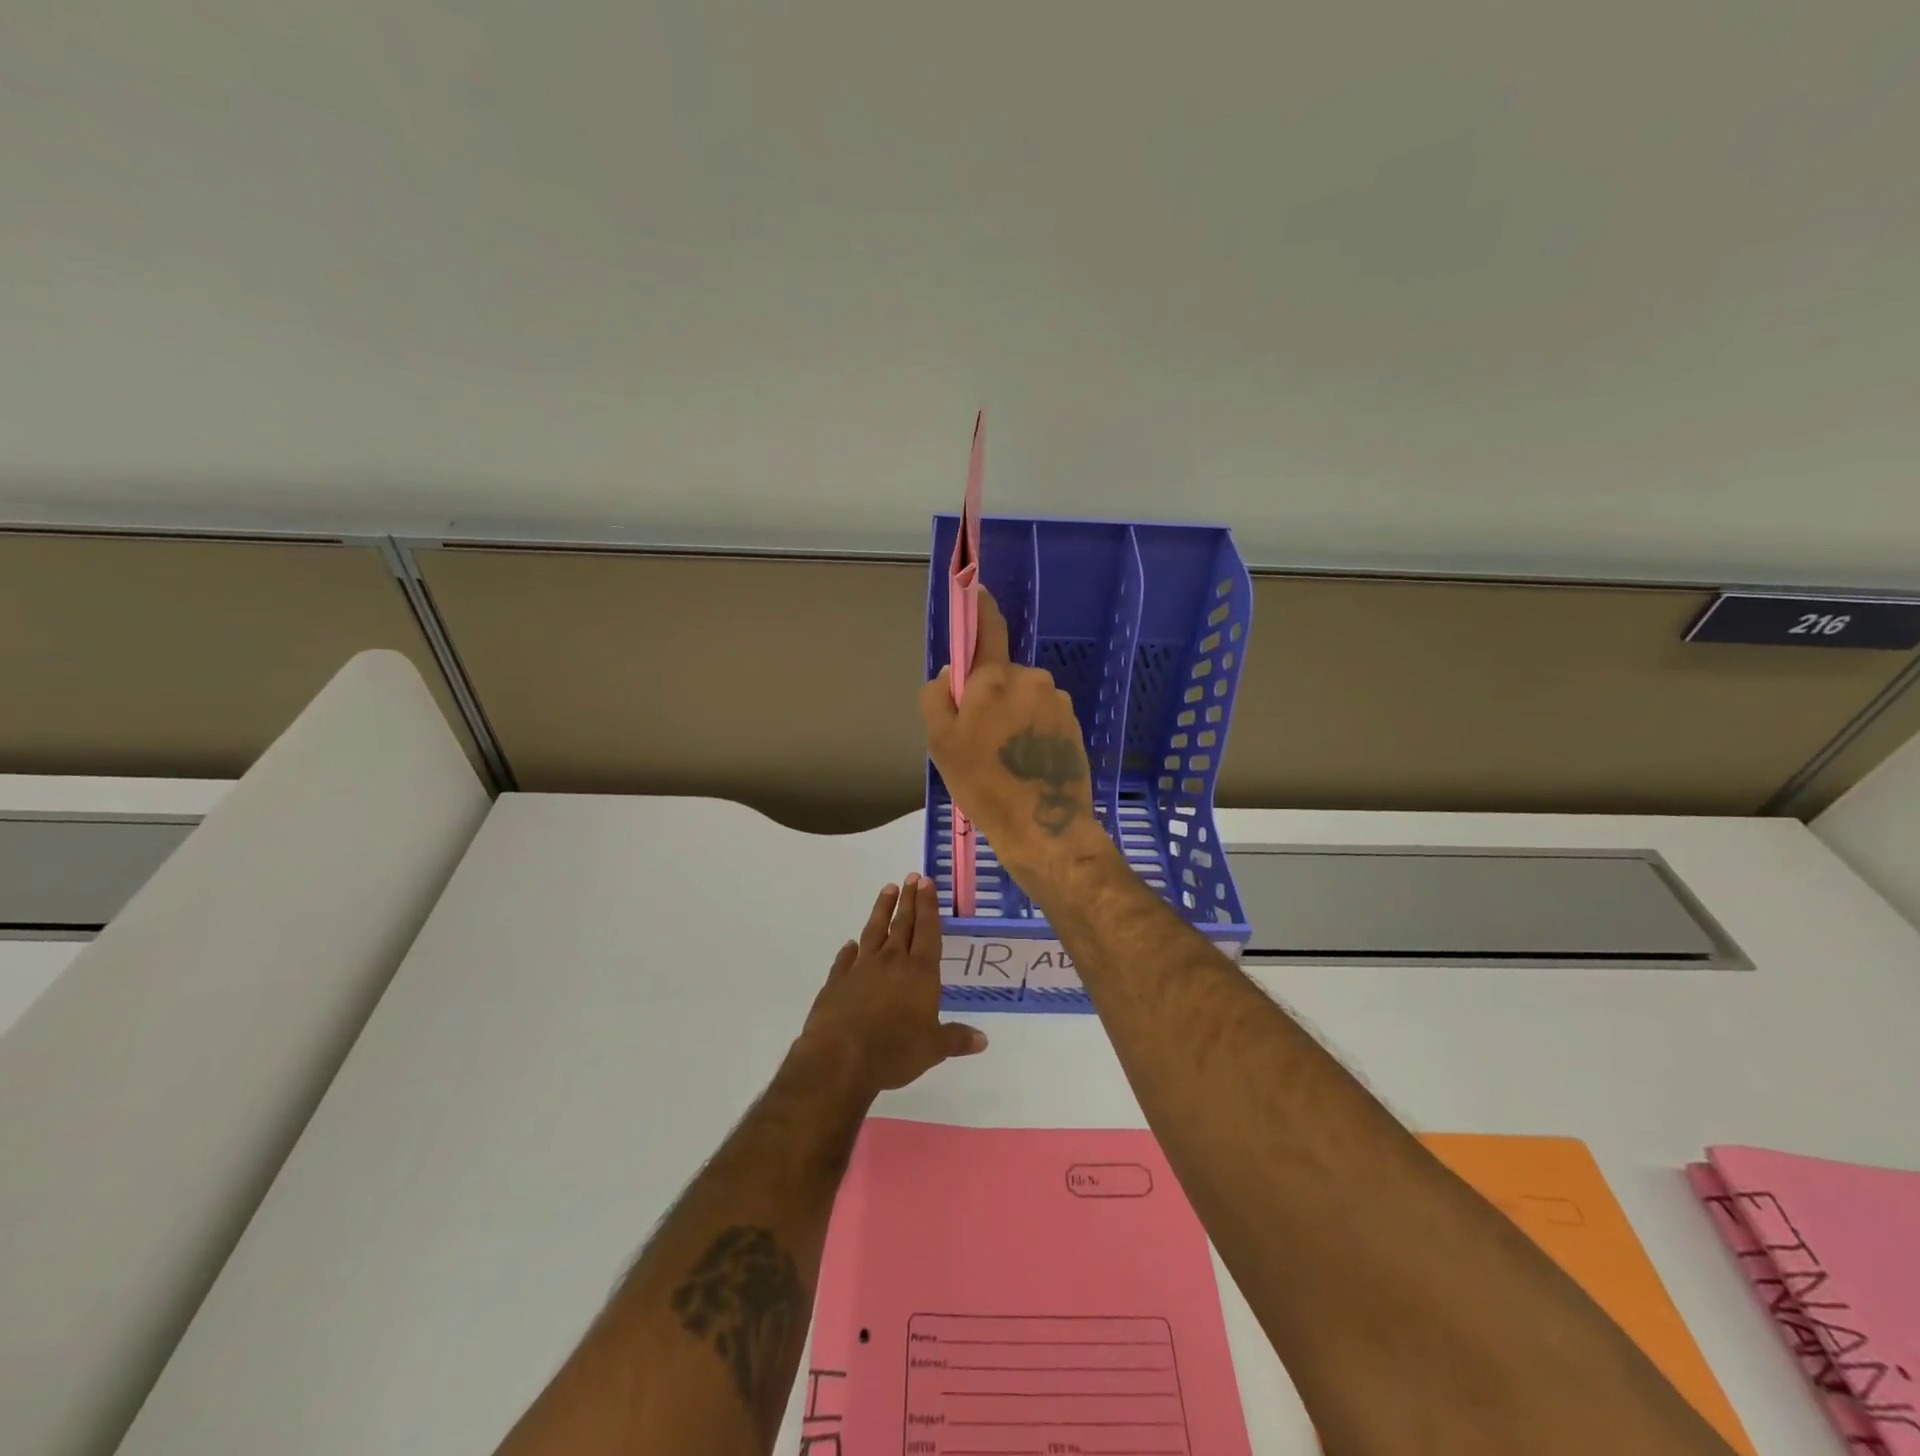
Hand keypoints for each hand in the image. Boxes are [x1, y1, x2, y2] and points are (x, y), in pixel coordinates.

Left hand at [800, 875, 987, 1095]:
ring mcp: (862, 968)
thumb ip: (956, 1039)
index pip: (928, 931)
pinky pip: (846, 959)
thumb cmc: (895, 1051)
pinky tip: (851, 944)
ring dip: (882, 910)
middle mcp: (892, 962)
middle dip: (909, 900)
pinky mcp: (838, 981)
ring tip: (887, 889)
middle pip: (903, 924)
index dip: (929, 906)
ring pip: (874, 931)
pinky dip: (850, 950)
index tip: (926, 882)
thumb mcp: (933, 1049)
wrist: (840, 1057)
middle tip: (911, 877)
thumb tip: (983, 1040)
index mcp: (920, 972)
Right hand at [919, 590, 1105, 879]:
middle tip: (979, 738)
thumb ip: (937, 698)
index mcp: (995, 678)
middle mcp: (1030, 679)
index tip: (976, 588)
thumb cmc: (983, 784)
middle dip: (990, 695)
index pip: (988, 629)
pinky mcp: (1073, 724)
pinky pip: (1042, 715)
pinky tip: (1026, 763)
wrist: (1044, 826)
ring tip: (1004, 758)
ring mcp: (1056, 701)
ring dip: (1012, 715)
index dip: (979, 607)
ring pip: (1023, 697)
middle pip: (1001, 674)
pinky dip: (1031, 730)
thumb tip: (952, 674)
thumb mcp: (940, 744)